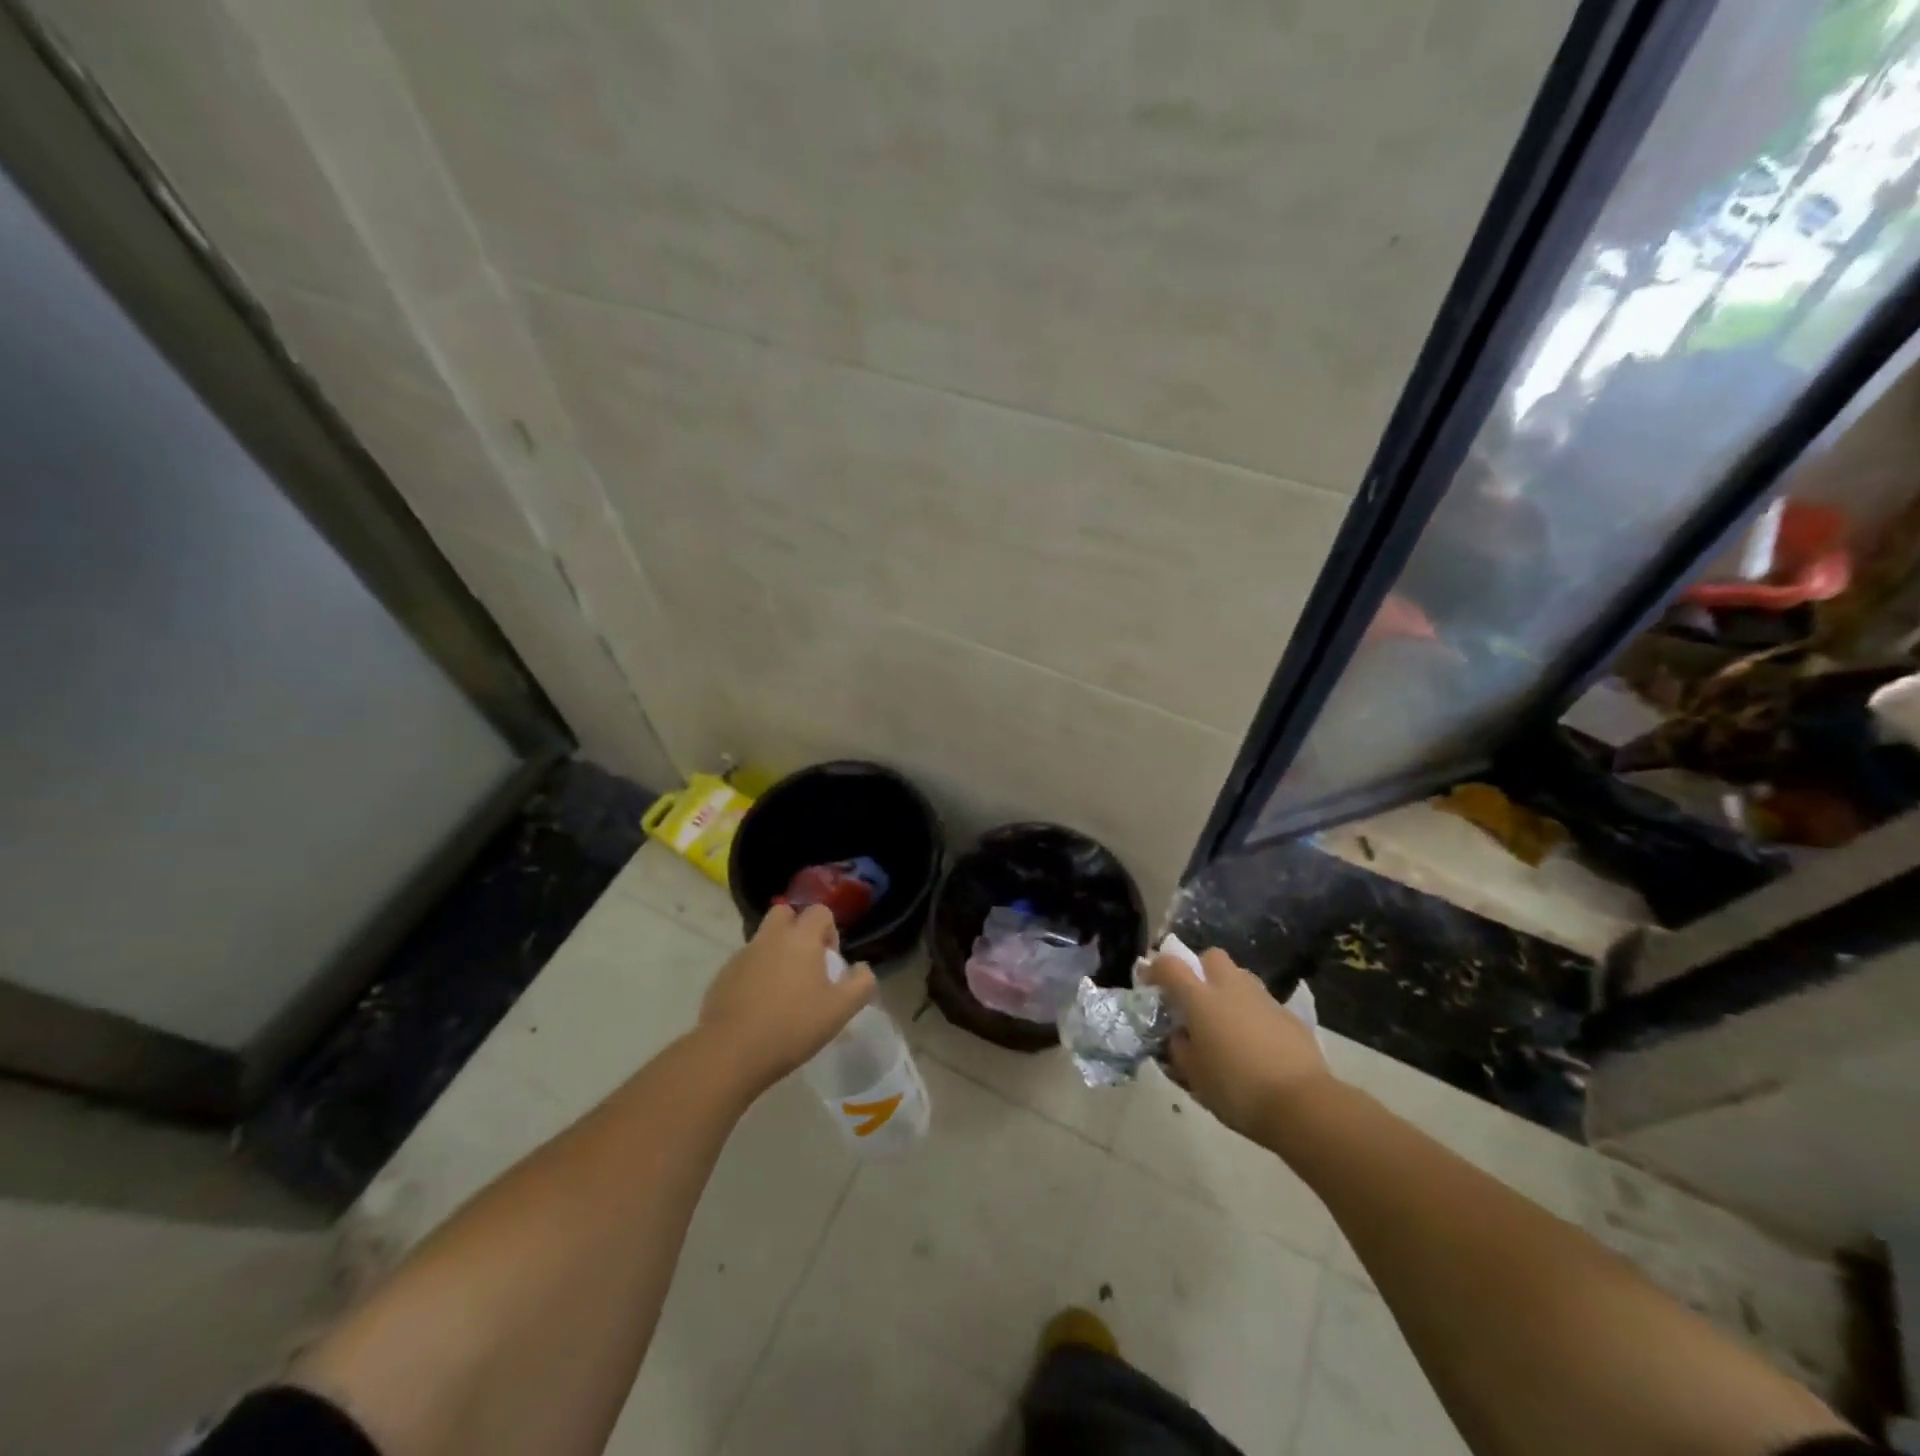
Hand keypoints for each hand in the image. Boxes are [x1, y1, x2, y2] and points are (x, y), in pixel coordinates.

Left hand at [698, 904, 876, 1091]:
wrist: (731, 1053)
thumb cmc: (792, 1026)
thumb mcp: (840, 1010)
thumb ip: (860, 984)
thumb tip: (862, 968)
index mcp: (800, 938)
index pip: (819, 911)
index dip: (829, 930)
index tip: (830, 961)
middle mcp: (770, 938)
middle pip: (784, 913)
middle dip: (797, 930)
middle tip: (806, 964)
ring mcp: (742, 956)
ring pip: (763, 940)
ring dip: (775, 953)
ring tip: (783, 992)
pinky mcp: (722, 977)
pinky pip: (745, 964)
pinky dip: (755, 974)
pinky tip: (760, 1007)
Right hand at [1142, 947, 1330, 1140]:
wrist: (1301, 1105)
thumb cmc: (1236, 1090)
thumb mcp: (1193, 1076)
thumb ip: (1179, 1048)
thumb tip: (1179, 1035)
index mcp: (1200, 999)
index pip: (1169, 965)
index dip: (1156, 970)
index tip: (1151, 985)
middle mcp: (1231, 988)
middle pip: (1211, 957)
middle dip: (1200, 970)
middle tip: (1196, 1000)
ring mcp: (1264, 999)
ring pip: (1240, 977)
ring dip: (1228, 991)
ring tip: (1227, 1024)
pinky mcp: (1289, 1016)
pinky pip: (1263, 1004)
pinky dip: (1253, 1014)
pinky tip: (1256, 1045)